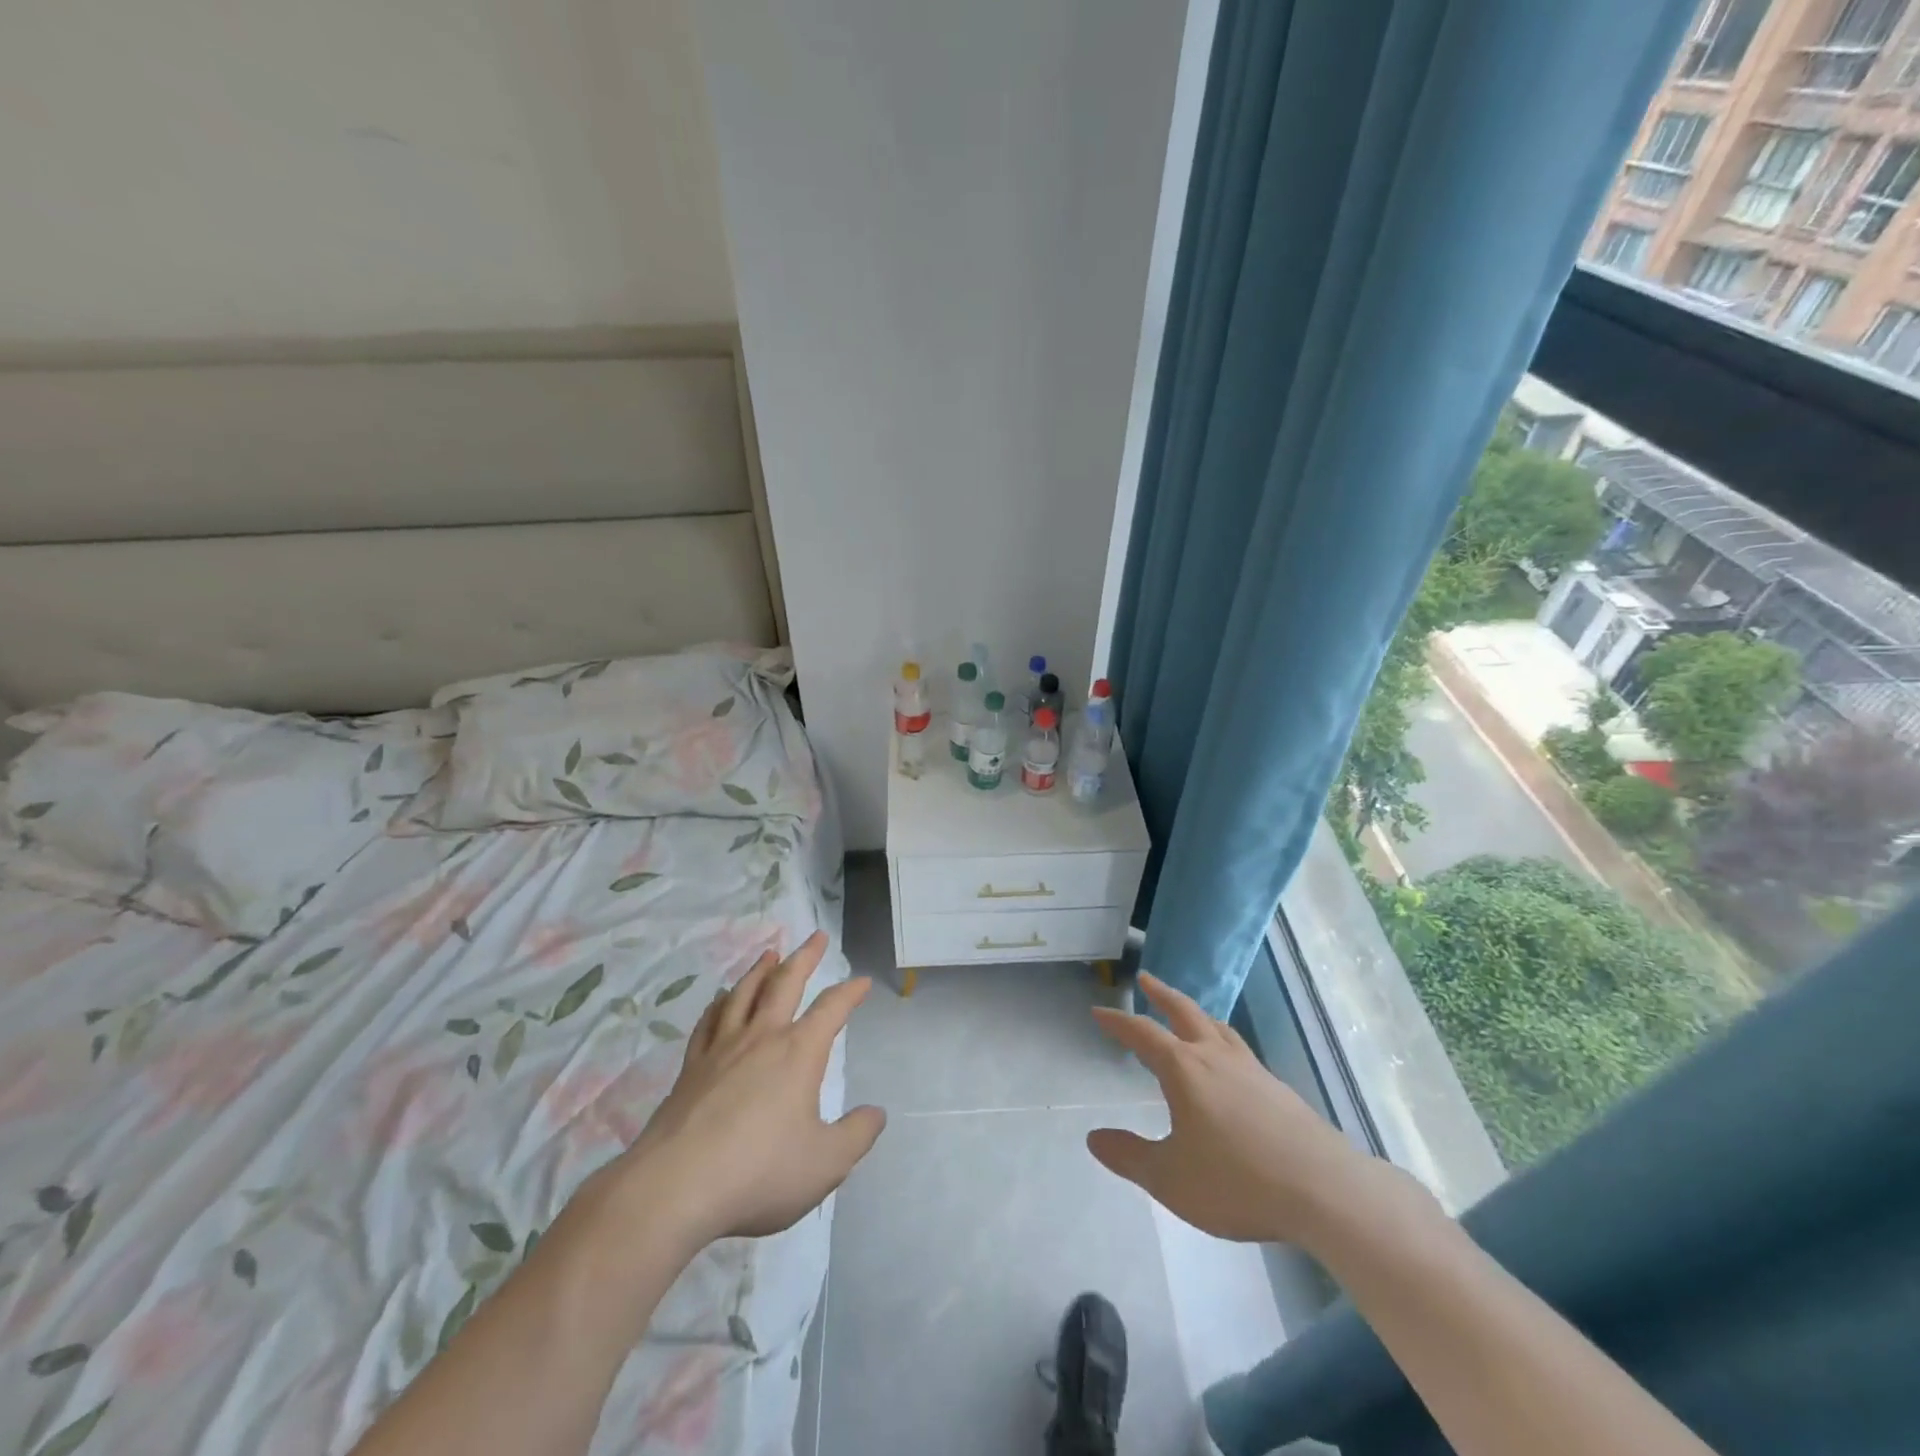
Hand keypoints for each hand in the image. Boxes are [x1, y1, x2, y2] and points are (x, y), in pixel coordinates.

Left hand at [608, 932, 885, 1249]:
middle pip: (785, 983)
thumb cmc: (759, 1171)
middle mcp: (761, 1038)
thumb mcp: (826, 1163)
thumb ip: (856, 1135)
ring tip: (769, 954)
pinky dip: (719, 1004)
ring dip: (760, 970)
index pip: (831, 1009)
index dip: (850, 992)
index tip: (862, 982)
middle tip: (816, 936)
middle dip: (804, 957)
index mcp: (798, 1053)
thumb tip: (876, 1113)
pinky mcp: (690, 1068)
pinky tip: (720, 1001)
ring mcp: (721, 1049)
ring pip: (743, 994)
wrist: (675, 1187)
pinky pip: (708, 1023)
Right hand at [1088, 972, 1423, 1249]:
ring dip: (1196, 1014)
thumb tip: (1094, 1138)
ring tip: (1188, 1013)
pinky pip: (1241, 1052)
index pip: (1143, 1033)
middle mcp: (1216, 1058)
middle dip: (1161, 994)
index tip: (1099, 1011)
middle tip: (1146, 978)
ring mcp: (1252, 1071)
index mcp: (1184, 1069)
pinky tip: (1229, 1065)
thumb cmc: (1237, 1181)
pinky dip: (1223, 1042)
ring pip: (1218, 1028)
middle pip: (1185, 1012)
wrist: (1324, 1190)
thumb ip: (1129, 1156)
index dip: (1119, 1022)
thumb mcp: (1170, 1178)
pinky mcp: (1279, 1091)